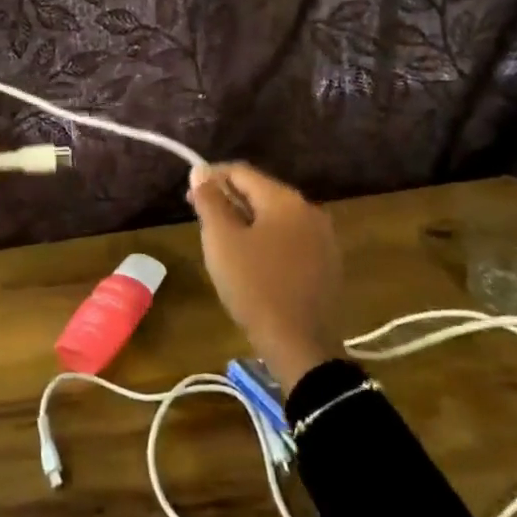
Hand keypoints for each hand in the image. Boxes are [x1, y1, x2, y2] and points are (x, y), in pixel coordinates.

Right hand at [189, 162, 341, 392]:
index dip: (211, 178)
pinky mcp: (327, 264)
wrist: (300, 346)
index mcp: (285, 199)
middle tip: (202, 220)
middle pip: (260, 192)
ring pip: (275, 217)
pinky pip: (290, 239)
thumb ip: (210, 200)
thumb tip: (200, 171)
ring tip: (224, 243)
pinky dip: (267, 240)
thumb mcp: (222, 240)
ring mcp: (323, 238)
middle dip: (229, 201)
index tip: (189, 196)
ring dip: (247, 221)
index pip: (241, 172)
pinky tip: (252, 262)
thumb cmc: (254, 286)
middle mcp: (309, 209)